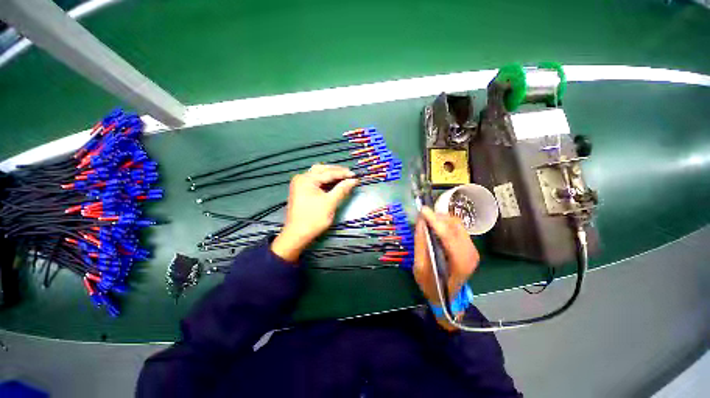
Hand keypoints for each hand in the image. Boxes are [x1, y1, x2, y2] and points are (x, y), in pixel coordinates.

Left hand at [271, 164, 358, 261]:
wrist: (297, 235)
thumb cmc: (314, 219)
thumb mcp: (330, 203)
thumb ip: (342, 189)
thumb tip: (354, 180)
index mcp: (306, 179)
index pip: (328, 173)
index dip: (343, 173)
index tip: (356, 175)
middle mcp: (301, 178)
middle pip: (322, 170)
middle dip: (337, 171)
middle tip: (350, 174)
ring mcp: (300, 184)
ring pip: (318, 174)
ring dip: (331, 175)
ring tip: (344, 177)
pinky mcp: (301, 190)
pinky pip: (316, 181)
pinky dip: (325, 181)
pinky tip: (334, 183)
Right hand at [413, 206, 479, 328]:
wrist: (448, 298)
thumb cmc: (432, 287)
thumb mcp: (420, 268)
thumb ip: (420, 245)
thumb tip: (420, 223)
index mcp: (459, 263)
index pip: (448, 235)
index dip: (435, 221)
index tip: (422, 210)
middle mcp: (470, 253)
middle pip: (455, 226)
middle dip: (438, 217)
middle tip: (422, 216)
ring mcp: (472, 249)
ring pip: (457, 224)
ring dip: (441, 219)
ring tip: (427, 221)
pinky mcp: (470, 246)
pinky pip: (458, 228)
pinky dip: (445, 224)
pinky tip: (435, 227)